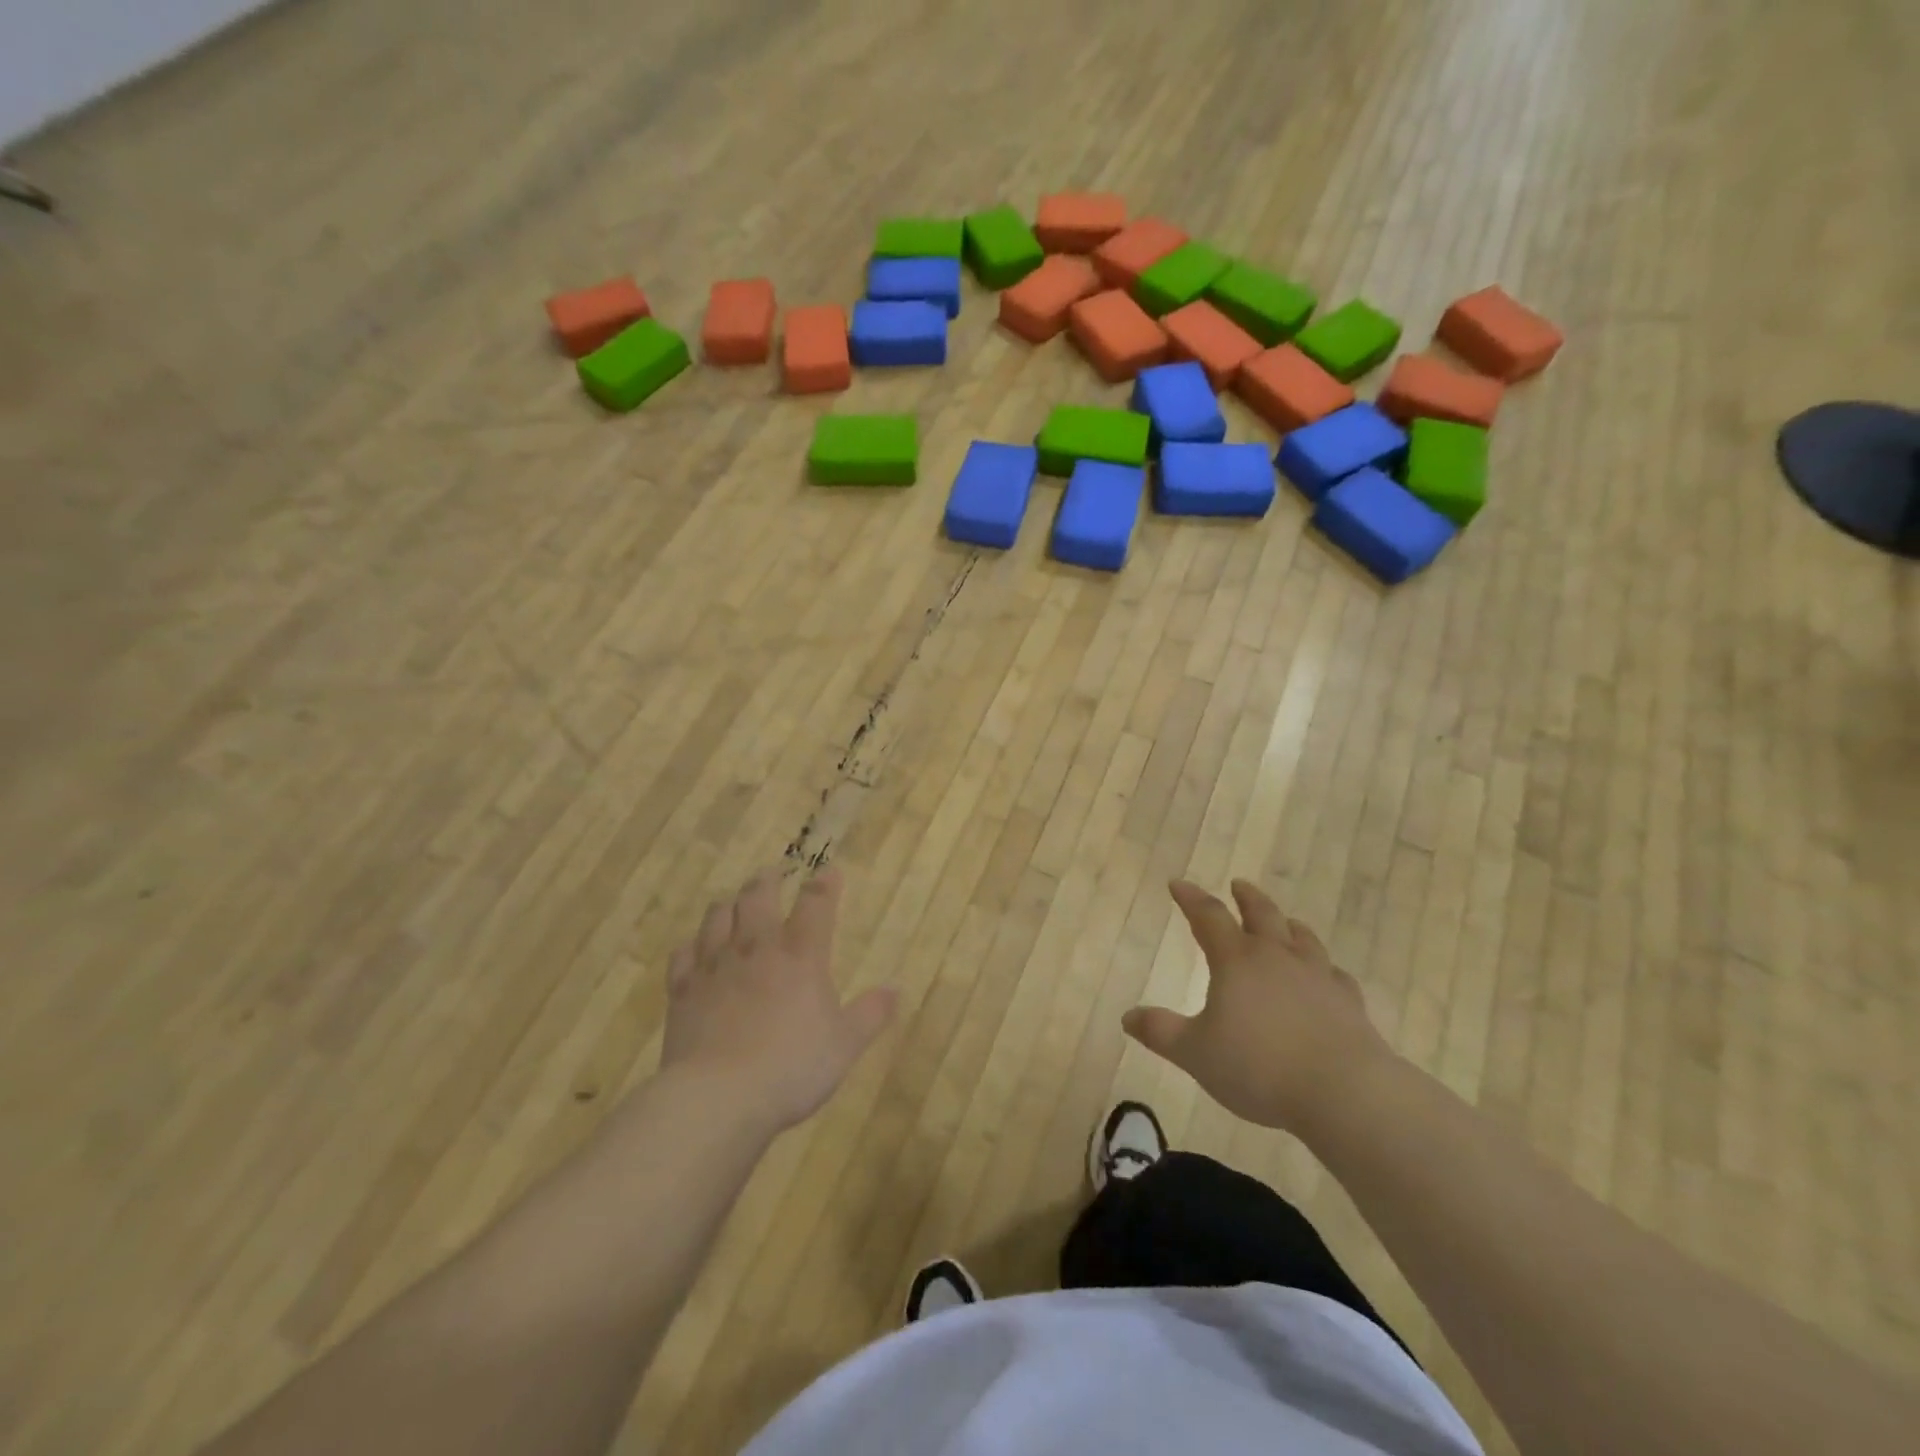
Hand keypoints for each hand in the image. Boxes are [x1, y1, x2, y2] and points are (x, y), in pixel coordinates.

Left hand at [662, 867, 896, 1134]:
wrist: (718, 1098)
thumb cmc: (791, 1068)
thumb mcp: (844, 1045)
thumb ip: (871, 1014)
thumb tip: (895, 990)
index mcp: (801, 956)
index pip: (815, 904)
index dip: (824, 884)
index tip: (829, 871)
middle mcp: (757, 948)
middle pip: (758, 896)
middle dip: (767, 880)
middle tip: (772, 874)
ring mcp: (715, 966)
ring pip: (718, 916)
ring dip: (729, 905)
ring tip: (734, 904)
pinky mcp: (683, 990)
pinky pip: (683, 954)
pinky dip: (692, 946)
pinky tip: (695, 949)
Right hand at [1124, 879, 1397, 1133]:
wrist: (1343, 1092)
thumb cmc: (1259, 1068)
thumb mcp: (1196, 1054)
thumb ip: (1161, 1032)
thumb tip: (1128, 1017)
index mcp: (1236, 961)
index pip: (1208, 916)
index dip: (1190, 898)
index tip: (1178, 883)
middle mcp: (1277, 957)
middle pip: (1262, 914)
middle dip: (1246, 898)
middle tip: (1238, 885)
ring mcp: (1317, 977)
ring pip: (1302, 938)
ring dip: (1288, 925)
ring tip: (1285, 922)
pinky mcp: (1348, 1003)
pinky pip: (1334, 974)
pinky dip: (1324, 968)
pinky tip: (1326, 975)